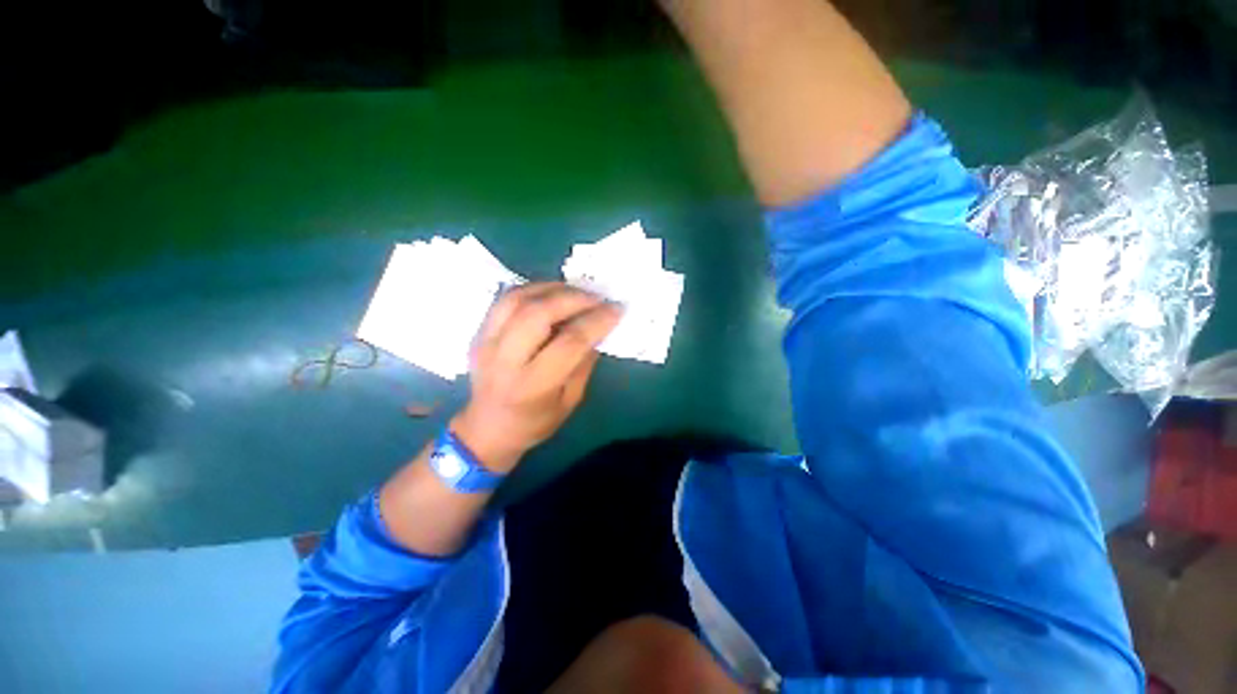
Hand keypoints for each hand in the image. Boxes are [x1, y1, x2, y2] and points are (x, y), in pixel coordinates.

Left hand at [451, 283, 622, 473]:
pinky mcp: (479, 332)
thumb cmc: (535, 422)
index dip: (596, 321)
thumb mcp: (570, 400)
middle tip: (597, 297)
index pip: (569, 342)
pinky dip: (533, 290)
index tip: (616, 309)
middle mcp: (504, 360)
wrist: (487, 428)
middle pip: (538, 313)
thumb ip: (584, 362)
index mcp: (532, 386)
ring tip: (577, 291)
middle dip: (574, 298)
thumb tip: (598, 328)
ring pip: (518, 298)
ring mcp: (486, 342)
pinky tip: (552, 293)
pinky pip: (506, 299)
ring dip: (552, 288)